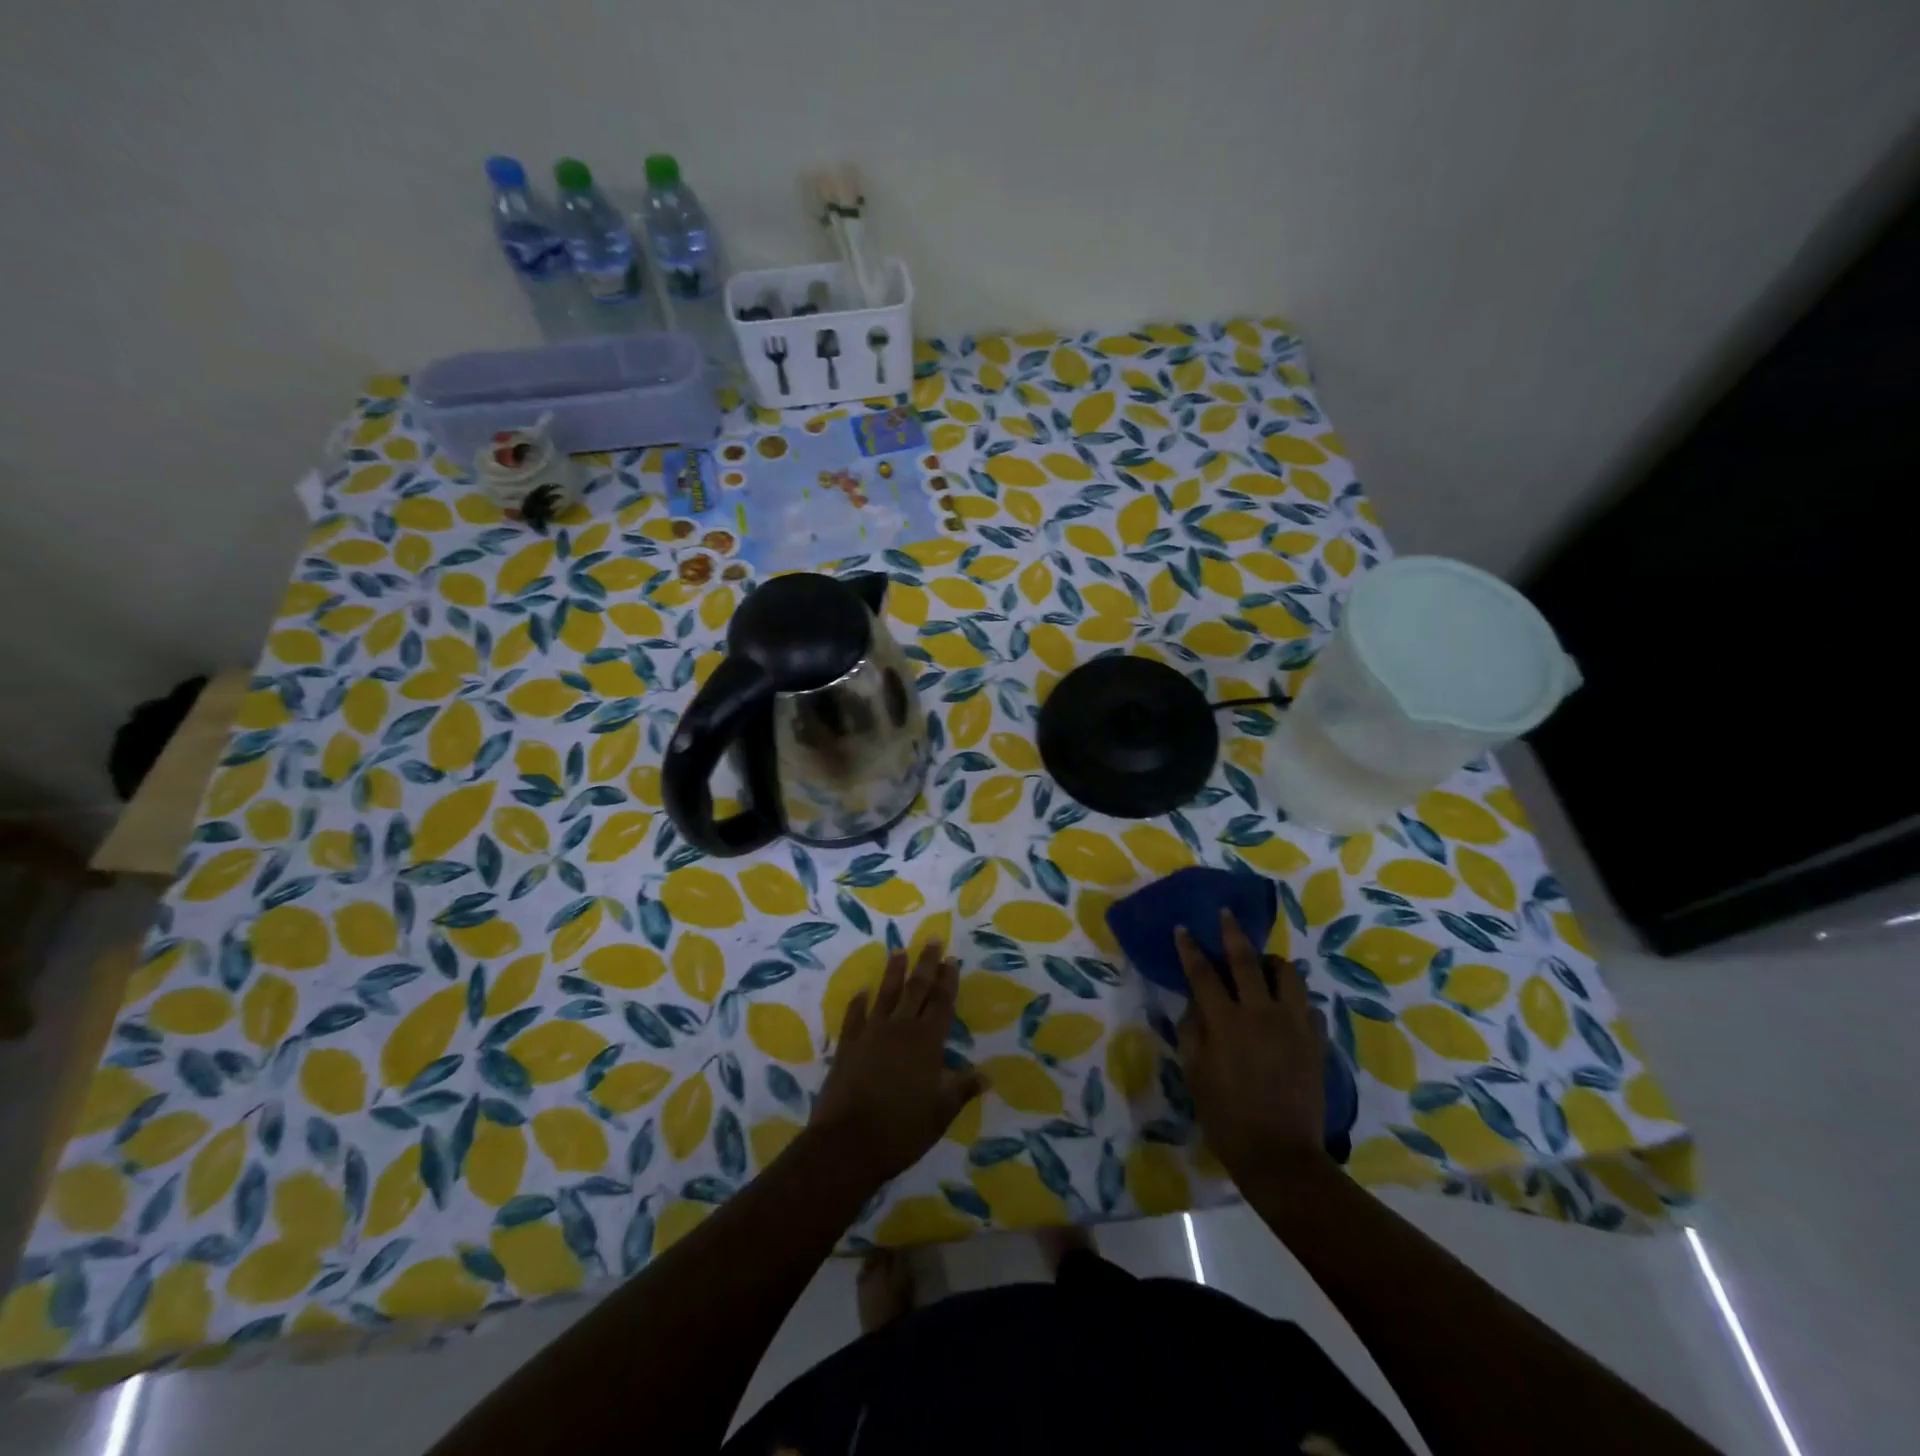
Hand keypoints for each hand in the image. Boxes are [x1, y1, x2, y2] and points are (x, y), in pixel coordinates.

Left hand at [811, 942, 985, 1184]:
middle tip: (932, 939)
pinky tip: (861, 990)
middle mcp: (900, 1028)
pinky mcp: (847, 1046)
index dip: (948, 980)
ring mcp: (871, 1033)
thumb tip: (987, 1075)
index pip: (941, 1002)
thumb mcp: (941, 1112)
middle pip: (916, 989)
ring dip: (893, 972)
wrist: (847, 1144)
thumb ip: (962, 1088)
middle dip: (926, 963)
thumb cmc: (903, 1129)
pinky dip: (858, 1002)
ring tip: (898, 951)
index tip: (952, 958)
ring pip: (885, 994)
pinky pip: (854, 1016)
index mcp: (927, 1041)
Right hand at [1175, 908, 1330, 1185]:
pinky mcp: (1317, 1042)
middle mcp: (1260, 1012)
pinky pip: (1311, 1008)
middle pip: (1246, 960)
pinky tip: (1289, 1010)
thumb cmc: (1226, 1116)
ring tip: (1264, 966)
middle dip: (1232, 932)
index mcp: (1225, 1020)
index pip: (1202, 972)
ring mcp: (1294, 1025)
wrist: (1280, 1155)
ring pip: (1288, 975)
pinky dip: (1297, 1002)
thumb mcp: (1195, 1072)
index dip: (1190, 948)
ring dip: (1272, 963)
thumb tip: (1195, 1003)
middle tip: (1226, 913)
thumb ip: (1192, 1030)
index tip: (1183, 928)